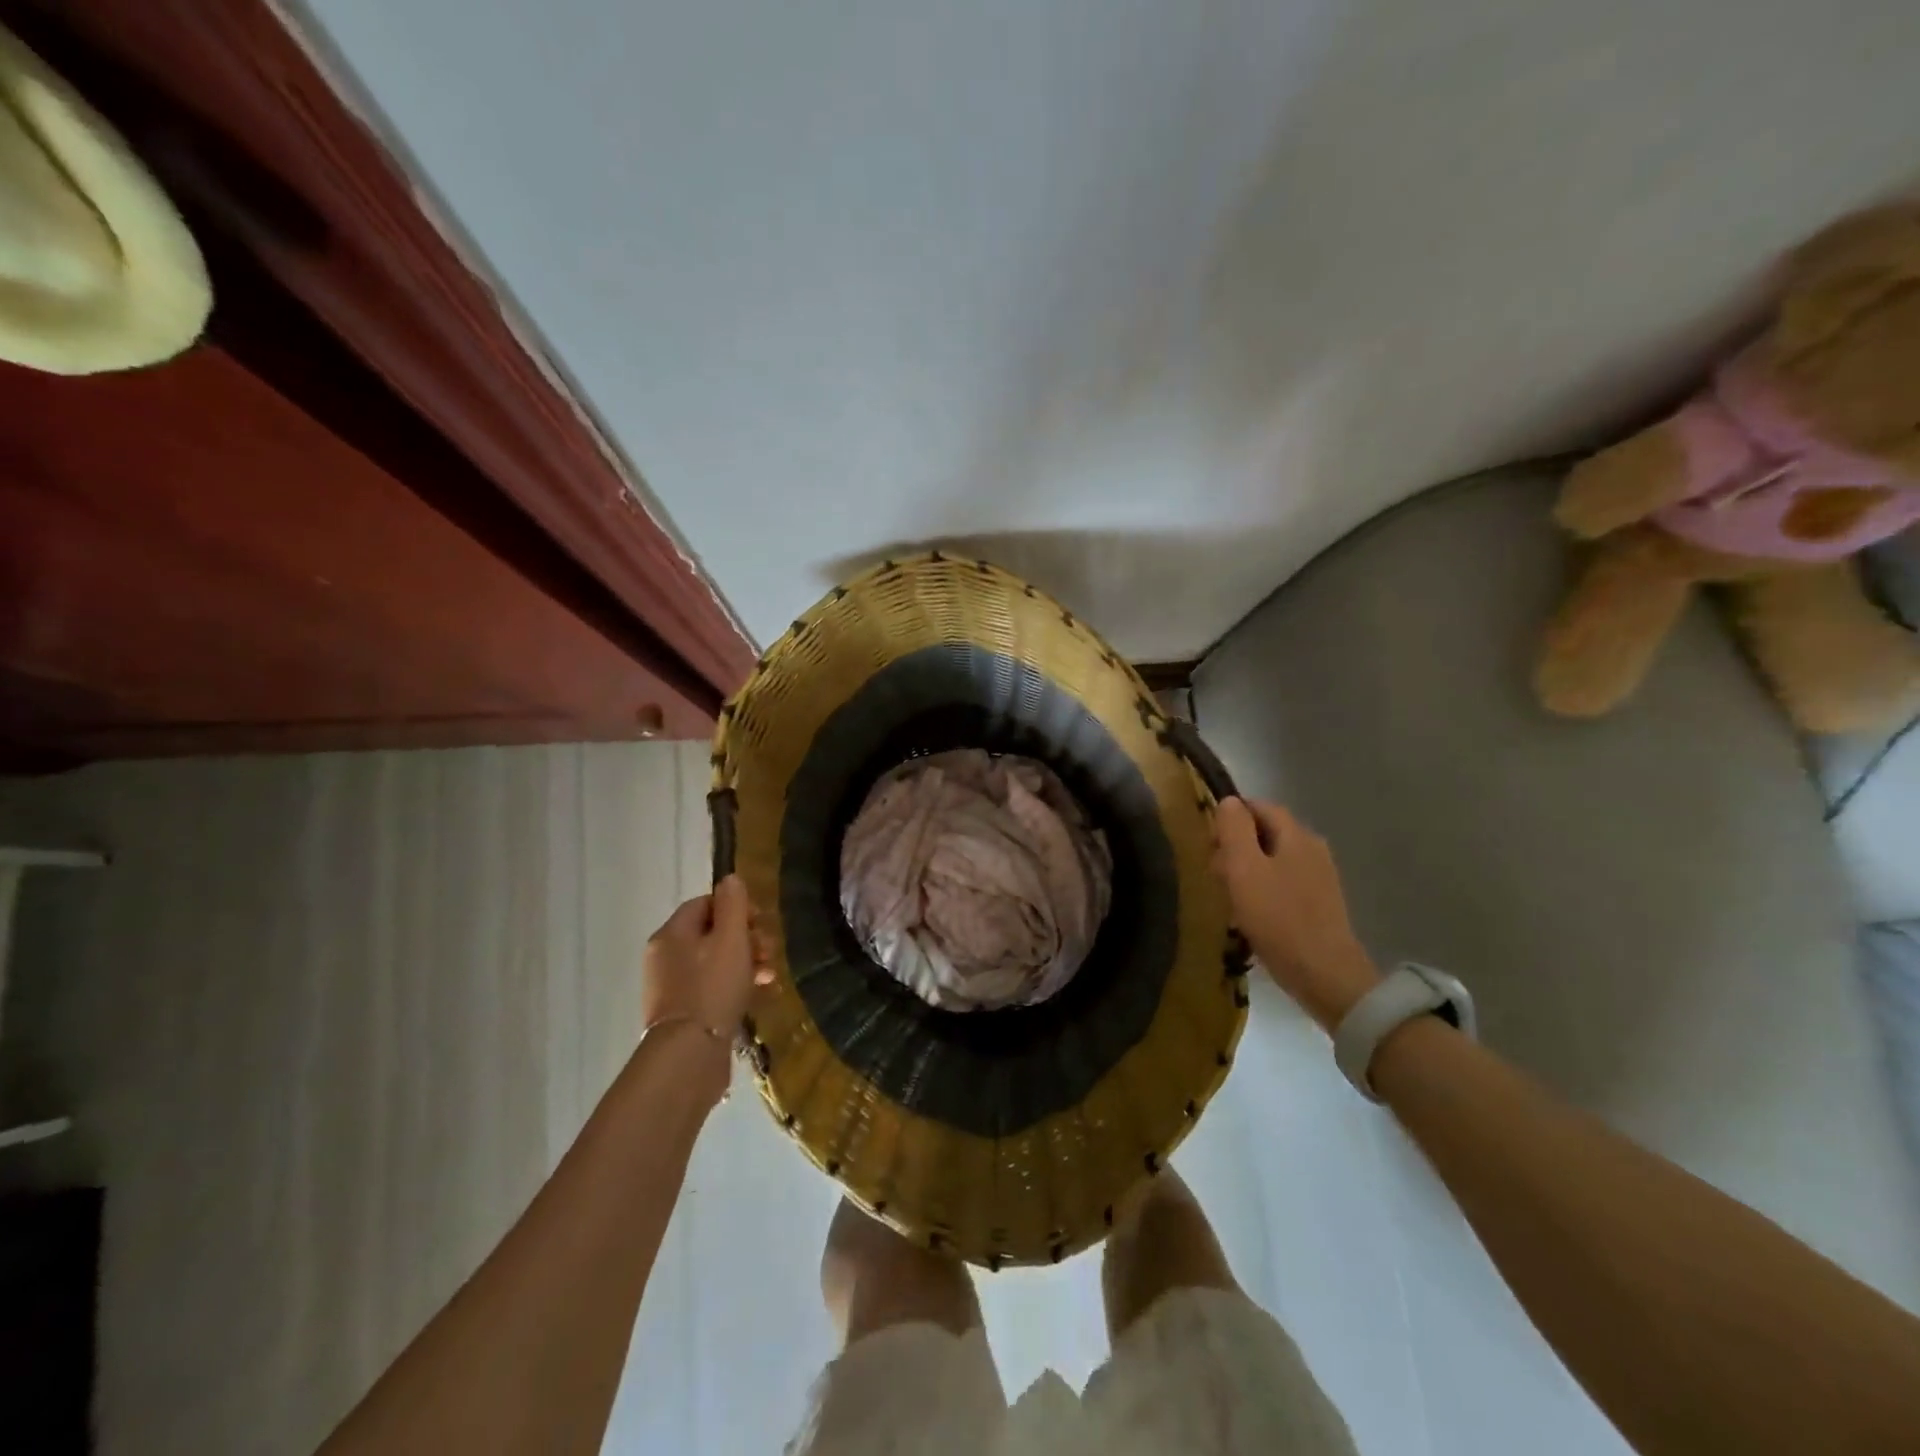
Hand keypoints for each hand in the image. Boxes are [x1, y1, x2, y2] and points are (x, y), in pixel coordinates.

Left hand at [641, 875, 767, 1038]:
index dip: (736, 907)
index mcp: (672, 933)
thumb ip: (733, 905)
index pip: (705, 903)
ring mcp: (671, 986)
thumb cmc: (712, 987)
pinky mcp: (682, 1012)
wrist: (689, 1054)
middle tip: (770, 950)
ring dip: (746, 962)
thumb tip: (730, 879)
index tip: (760, 922)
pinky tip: (759, 993)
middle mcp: (665, 956)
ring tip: (770, 975)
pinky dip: (735, 985)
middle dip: (747, 938)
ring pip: (715, 961)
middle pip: (711, 933)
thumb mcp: (730, 938)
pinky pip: (712, 987)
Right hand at [1212, 798, 1379, 1031]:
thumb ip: (1234, 830)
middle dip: (1236, 847)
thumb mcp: (1244, 868)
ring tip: (1228, 898)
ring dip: (1246, 871)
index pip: (1259, 807)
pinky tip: (1249, 914)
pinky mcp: (1320, 904)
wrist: (1324, 974)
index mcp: (1297, 835)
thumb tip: (1229, 801)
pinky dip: (1262, 890)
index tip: (1209, 842)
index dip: (1230, 817)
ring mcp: (1320, 877)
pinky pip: (1283, 883)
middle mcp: (1313, 848)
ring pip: (1272, 859)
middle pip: (1266, 833)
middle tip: (1215, 874)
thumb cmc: (1278, 917)